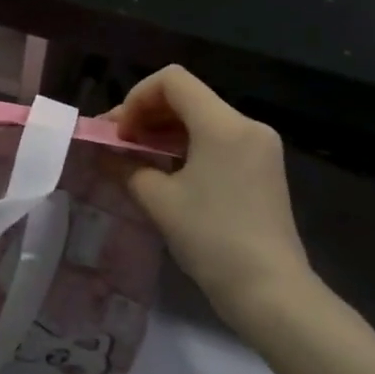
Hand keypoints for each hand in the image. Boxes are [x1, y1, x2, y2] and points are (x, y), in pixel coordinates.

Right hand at [114, 66, 310, 326]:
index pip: (172, 81)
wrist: (271, 292)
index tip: (119, 132)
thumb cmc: (212, 239)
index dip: (136, 97)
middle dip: (147, 113)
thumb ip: (126, 166)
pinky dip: (188, 145)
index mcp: (223, 124)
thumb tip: (103, 153)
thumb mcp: (159, 200)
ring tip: (137, 157)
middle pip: (187, 96)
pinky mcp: (264, 167)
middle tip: (119, 143)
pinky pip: (218, 139)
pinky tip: (167, 170)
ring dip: (165, 130)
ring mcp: (260, 146)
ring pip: (202, 118)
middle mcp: (246, 125)